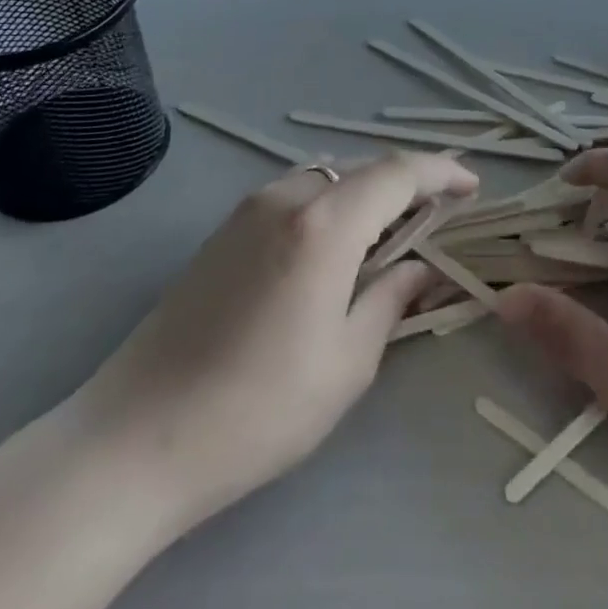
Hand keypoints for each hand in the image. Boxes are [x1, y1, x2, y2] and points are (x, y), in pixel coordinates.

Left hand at [70, 152, 477, 534]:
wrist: (135, 438)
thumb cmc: (258, 410)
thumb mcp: (347, 362)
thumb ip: (391, 300)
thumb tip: (419, 269)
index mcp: (325, 224)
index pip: (399, 173)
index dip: (442, 172)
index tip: (472, 187)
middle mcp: (287, 197)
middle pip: (363, 169)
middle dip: (408, 183)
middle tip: (439, 214)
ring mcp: (248, 210)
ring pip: (328, 177)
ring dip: (367, 193)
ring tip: (392, 233)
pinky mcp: (223, 231)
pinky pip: (296, 195)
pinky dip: (331, 204)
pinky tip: (336, 246)